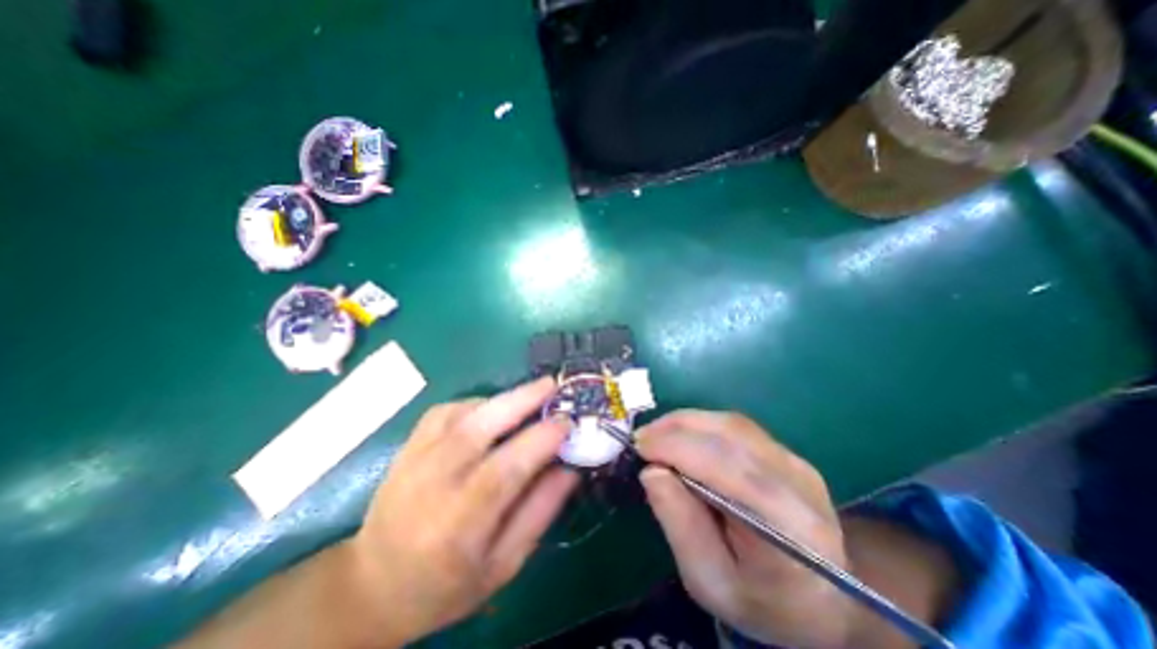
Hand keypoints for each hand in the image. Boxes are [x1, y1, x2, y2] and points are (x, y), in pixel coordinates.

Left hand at [346, 376, 576, 642]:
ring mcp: (414, 460)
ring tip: (531, 396)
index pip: (504, 470)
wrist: (373, 585)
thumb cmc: (446, 585)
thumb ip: (540, 512)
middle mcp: (431, 485)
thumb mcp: (503, 565)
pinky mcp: (407, 446)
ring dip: (502, 399)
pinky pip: (445, 411)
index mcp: (458, 526)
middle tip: (551, 385)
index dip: (540, 440)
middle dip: (521, 400)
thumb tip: (570, 468)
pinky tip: (492, 410)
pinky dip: (476, 403)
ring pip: (462, 413)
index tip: (567, 423)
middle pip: (478, 428)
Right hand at [632, 409, 846, 648]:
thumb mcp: (709, 581)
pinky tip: (681, 436)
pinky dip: (700, 425)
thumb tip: (652, 471)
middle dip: (676, 429)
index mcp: (786, 526)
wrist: (824, 598)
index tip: (639, 446)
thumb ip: (680, 524)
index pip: (727, 468)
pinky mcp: (785, 452)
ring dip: (685, 422)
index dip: (678, 448)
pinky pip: (735, 426)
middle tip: (642, 439)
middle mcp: (797, 481)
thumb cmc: (761, 600)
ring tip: (656, 435)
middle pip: (730, 435)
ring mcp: (794, 461)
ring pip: (731, 423)